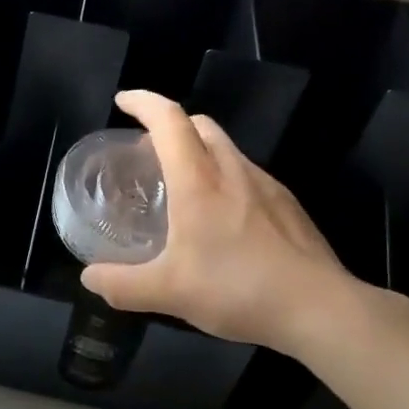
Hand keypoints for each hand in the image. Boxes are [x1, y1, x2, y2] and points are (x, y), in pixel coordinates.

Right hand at [80, 90, 369, 357]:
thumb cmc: (238, 289)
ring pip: (226, 147)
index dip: (143, 102)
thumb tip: (89, 278)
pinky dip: (225, 176)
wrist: (319, 307)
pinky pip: (247, 173)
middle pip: (199, 124)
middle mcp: (232, 170)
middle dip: (171, 125)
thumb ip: (123, 285)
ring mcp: (265, 184)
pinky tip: (224, 219)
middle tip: (149, 151)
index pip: (169, 120)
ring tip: (184, 186)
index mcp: (198, 181)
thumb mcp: (169, 292)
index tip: (123, 101)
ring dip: (199, 150)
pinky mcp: (287, 203)